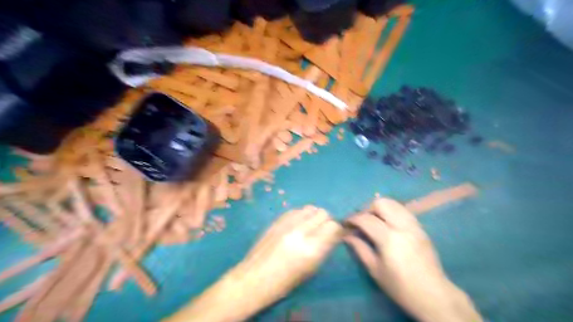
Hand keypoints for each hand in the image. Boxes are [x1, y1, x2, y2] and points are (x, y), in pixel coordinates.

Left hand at [169, 206, 341, 321]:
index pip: (333, 226)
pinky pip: (296, 210)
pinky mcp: (276, 220)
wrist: (254, 277)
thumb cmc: (284, 281)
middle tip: (323, 229)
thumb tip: (334, 233)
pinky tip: (297, 224)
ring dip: (314, 215)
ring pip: (310, 208)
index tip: (335, 234)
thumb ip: (324, 248)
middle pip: (322, 213)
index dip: (337, 229)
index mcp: (311, 249)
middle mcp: (300, 232)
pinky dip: (301, 215)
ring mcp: (287, 223)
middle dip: (326, 220)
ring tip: (310, 225)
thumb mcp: (310, 269)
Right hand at [345, 199, 482, 321]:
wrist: (433, 295)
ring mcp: (414, 225)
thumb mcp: (375, 270)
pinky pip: (403, 210)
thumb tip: (347, 235)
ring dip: (380, 208)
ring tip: (374, 220)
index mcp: (389, 238)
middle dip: (367, 208)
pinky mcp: (420, 228)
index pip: (366, 219)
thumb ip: (360, 248)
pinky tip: (387, 223)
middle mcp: (402, 226)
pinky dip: (391, 211)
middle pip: (381, 203)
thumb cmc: (400, 286)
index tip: (346, 223)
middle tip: (361, 220)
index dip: (353, 218)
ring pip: (394, 203)